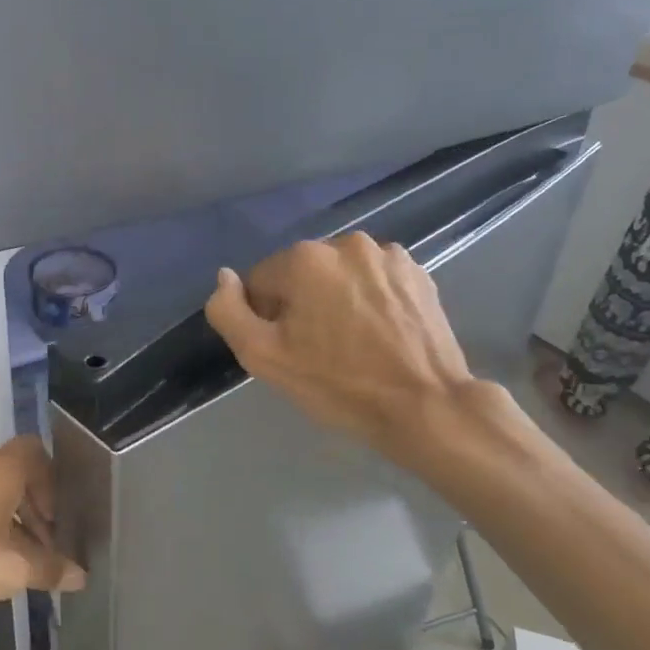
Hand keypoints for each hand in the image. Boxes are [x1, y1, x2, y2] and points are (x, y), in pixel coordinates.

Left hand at [0, 436, 84, 630]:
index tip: (60, 519)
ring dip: (11, 524)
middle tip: (48, 547)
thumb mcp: (11, 571)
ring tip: (20, 565)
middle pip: (16, 476)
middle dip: (36, 510)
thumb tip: (81, 575)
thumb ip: (49, 569)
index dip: (54, 482)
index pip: (36, 452)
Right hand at [204, 235, 475, 454]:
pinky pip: (374, 280)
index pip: (261, 282)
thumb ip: (229, 312)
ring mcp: (387, 255)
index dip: (267, 319)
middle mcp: (345, 243)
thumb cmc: (338, 385)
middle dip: (302, 305)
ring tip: (354, 343)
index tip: (289, 350)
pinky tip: (381, 333)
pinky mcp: (417, 272)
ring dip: (337, 299)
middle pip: (301, 275)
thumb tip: (224, 277)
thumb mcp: (264, 358)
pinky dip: (370, 299)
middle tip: (319, 351)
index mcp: (305, 258)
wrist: (425, 407)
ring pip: (339, 275)